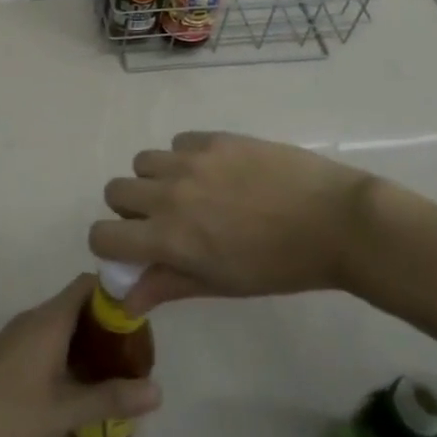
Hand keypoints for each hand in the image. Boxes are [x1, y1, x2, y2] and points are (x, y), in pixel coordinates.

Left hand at [0, 275, 161, 436]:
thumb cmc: (11, 414)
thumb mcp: (66, 411)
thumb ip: (112, 399)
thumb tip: (159, 390)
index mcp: (50, 319)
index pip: (88, 284)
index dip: (115, 292)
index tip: (141, 314)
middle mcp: (34, 317)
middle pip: (78, 303)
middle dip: (107, 321)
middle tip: (134, 350)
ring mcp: (18, 334)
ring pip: (63, 322)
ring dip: (88, 338)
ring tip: (113, 368)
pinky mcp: (8, 352)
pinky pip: (47, 336)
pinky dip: (69, 348)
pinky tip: (78, 381)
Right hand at [92, 131, 376, 311]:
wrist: (333, 221)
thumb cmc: (278, 266)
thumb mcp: (220, 283)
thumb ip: (168, 284)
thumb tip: (126, 298)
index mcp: (168, 236)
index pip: (103, 235)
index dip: (109, 246)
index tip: (131, 251)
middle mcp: (168, 192)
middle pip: (115, 191)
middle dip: (130, 209)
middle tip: (164, 222)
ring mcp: (191, 159)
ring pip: (143, 162)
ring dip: (155, 179)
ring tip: (191, 192)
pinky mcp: (215, 138)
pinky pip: (178, 142)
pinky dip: (185, 157)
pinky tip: (218, 172)